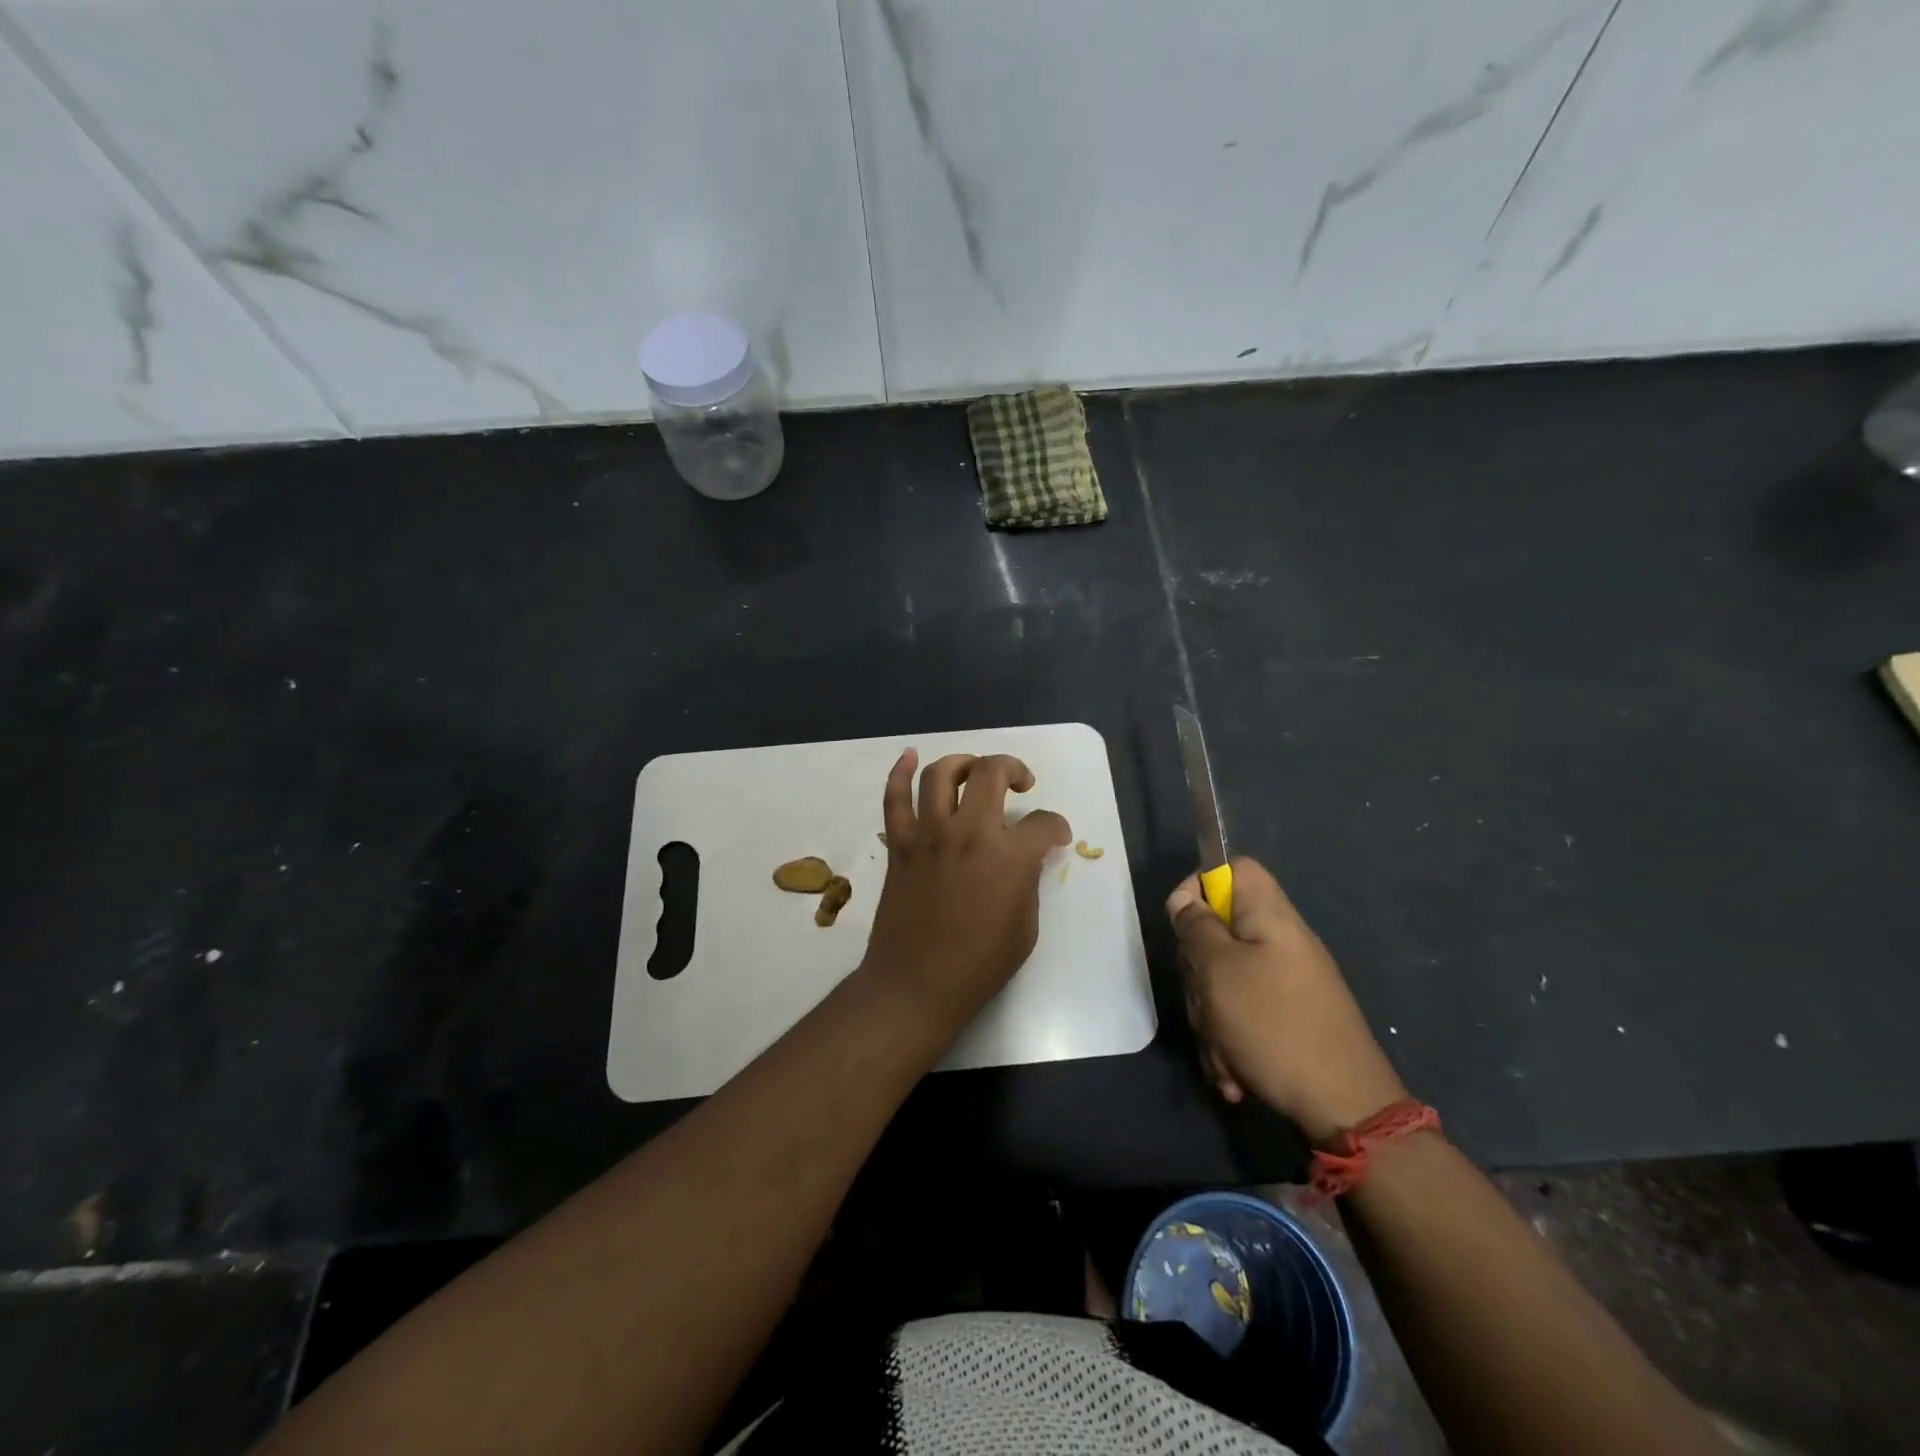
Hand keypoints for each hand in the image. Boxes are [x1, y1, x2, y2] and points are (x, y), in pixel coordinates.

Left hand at [860, 750, 1071, 1028]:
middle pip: (992, 772)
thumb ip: (1028, 880)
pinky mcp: (901, 844)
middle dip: (1014, 768)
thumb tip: (1027, 856)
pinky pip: (895, 798)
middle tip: (1021, 782)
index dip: (1056, 826)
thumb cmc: (979, 964)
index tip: (1056, 836)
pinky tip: (909, 756)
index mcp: (1009, 856)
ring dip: (963, 762)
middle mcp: (969, 832)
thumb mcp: (1025, 927)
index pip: (1043, 822)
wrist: (916, 984)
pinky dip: (900, 772)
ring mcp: (929, 834)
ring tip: (975, 770)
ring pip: (941, 774)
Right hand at [1169, 856, 1406, 1143]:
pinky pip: (1242, 1014)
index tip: (1184, 924)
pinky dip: (1231, 1042)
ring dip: (1211, 1017)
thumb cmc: (1274, 1025)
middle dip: (1199, 970)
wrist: (1344, 1109)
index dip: (1200, 885)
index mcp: (1270, 917)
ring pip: (1225, 979)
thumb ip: (1196, 927)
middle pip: (1220, 929)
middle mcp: (1281, 942)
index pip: (1233, 868)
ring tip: (1223, 1051)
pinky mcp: (1288, 1019)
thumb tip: (1185, 900)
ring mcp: (1287, 982)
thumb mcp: (1218, 970)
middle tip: (1205, 999)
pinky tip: (1235, 1073)